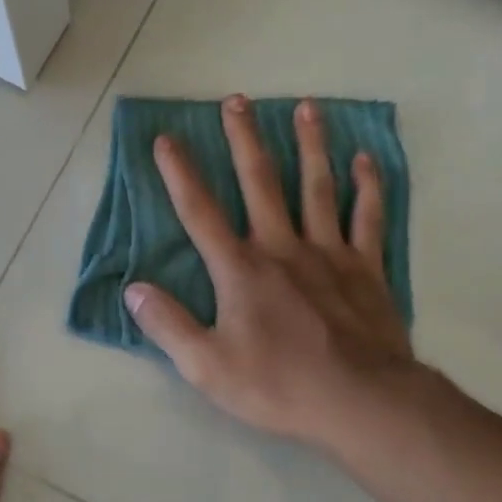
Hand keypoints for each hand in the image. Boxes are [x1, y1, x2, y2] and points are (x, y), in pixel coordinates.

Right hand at [124, 95, 421, 453]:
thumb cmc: (278, 385)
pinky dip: (368, 186)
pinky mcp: (366, 268)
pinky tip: (366, 159)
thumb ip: (168, 325)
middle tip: (237, 99)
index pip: (200, 213)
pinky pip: (368, 218)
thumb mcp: (206, 366)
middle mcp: (282, 248)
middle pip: (259, 183)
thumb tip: (133, 290)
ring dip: (310, 144)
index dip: (180, 174)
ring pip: (317, 187)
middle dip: (244, 139)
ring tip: (307, 106)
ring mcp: (329, 254)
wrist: (361, 402)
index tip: (166, 138)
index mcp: (240, 270)